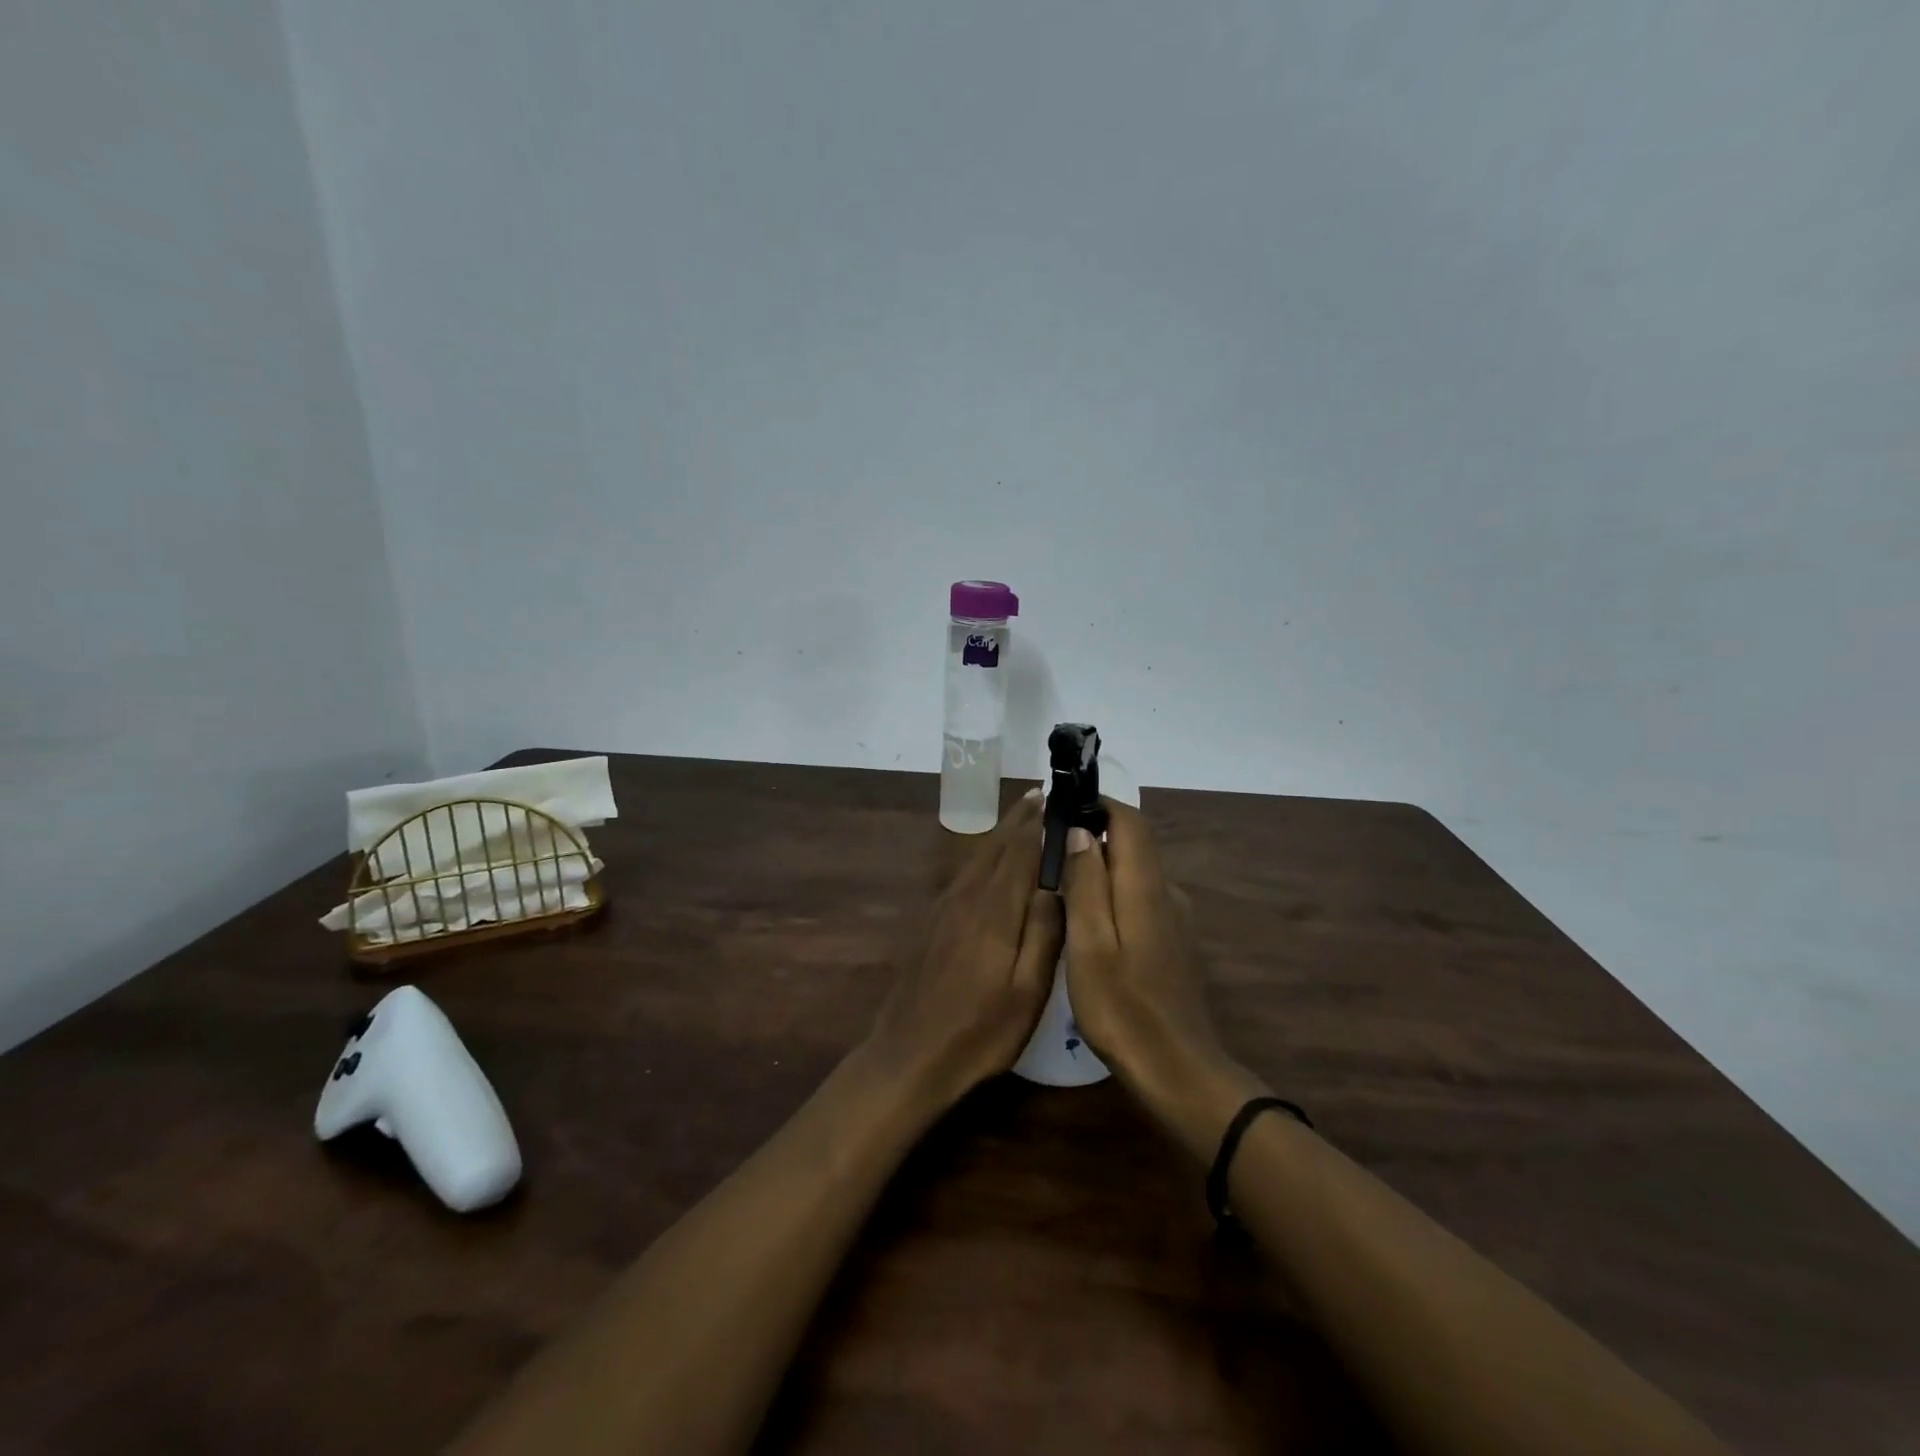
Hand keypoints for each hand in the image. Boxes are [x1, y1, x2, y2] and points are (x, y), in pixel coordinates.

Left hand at [864, 793, 1064, 1107]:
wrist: (909, 1056)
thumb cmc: (979, 1031)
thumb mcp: (1027, 992)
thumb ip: (1044, 933)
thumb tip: (1056, 883)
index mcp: (994, 910)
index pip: (1021, 851)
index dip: (1039, 823)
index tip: (1058, 798)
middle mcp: (966, 896)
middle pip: (997, 846)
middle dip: (1020, 819)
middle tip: (1042, 794)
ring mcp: (944, 908)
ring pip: (978, 857)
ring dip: (1002, 833)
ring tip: (1022, 815)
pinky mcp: (932, 922)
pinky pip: (964, 874)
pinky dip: (984, 856)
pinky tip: (991, 861)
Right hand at [1060, 801, 1264, 1155]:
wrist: (1180, 1073)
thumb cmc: (1124, 1008)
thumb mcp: (1090, 944)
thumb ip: (1086, 883)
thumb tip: (1081, 830)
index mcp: (1145, 887)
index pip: (1129, 820)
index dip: (1098, 804)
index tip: (1061, 808)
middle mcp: (1167, 893)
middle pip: (1132, 844)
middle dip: (1093, 835)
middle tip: (1047, 852)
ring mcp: (1175, 920)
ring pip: (1134, 874)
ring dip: (1100, 868)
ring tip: (1059, 888)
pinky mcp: (1174, 943)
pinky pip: (1140, 900)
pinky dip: (1112, 895)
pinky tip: (1087, 925)